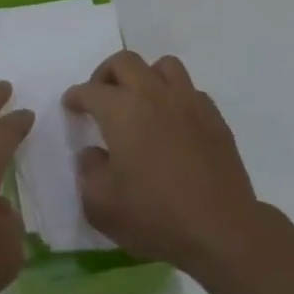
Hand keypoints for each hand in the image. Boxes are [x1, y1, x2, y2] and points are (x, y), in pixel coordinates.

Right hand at [64, 51, 258, 274]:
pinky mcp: (215, 118)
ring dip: (145, 77)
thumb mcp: (101, 205)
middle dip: (106, 74)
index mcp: (122, 110)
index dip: (76, 96)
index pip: (91, 90)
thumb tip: (94, 153)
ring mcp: (189, 102)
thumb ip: (88, 171)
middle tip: (101, 96)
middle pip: (125, 62)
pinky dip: (175, 98)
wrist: (221, 231)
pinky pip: (190, 91)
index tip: (71, 106)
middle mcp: (154, 94)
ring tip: (140, 102)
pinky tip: (173, 124)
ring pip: (163, 66)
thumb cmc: (155, 216)